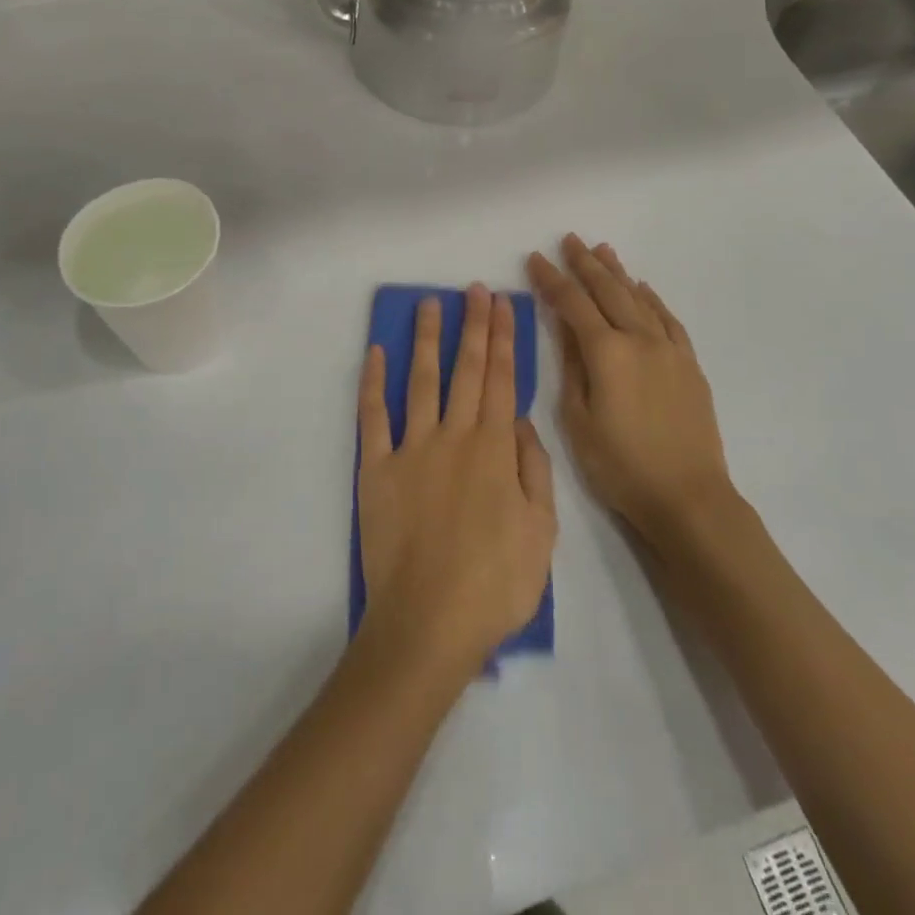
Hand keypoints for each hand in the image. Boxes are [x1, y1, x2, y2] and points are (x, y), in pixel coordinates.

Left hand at [355, 286, 557, 682]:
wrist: (429, 624)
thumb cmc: (495, 584)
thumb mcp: (541, 532)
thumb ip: (535, 469)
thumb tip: (522, 420)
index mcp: (495, 449)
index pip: (501, 380)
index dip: (503, 339)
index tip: (502, 305)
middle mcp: (453, 436)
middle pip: (465, 370)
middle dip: (471, 326)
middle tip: (472, 290)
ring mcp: (411, 449)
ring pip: (421, 380)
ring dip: (427, 339)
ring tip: (429, 304)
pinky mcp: (375, 468)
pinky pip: (372, 416)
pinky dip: (372, 382)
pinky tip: (376, 353)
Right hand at [526, 235, 728, 543]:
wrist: (688, 497)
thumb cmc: (621, 465)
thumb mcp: (578, 421)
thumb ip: (572, 369)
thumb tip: (567, 331)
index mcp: (606, 353)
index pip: (572, 304)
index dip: (552, 280)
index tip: (535, 258)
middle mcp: (640, 340)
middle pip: (609, 291)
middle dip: (586, 264)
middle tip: (569, 239)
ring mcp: (669, 350)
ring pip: (640, 299)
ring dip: (619, 273)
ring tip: (604, 250)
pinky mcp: (688, 365)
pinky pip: (668, 320)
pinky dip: (652, 300)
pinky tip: (643, 290)